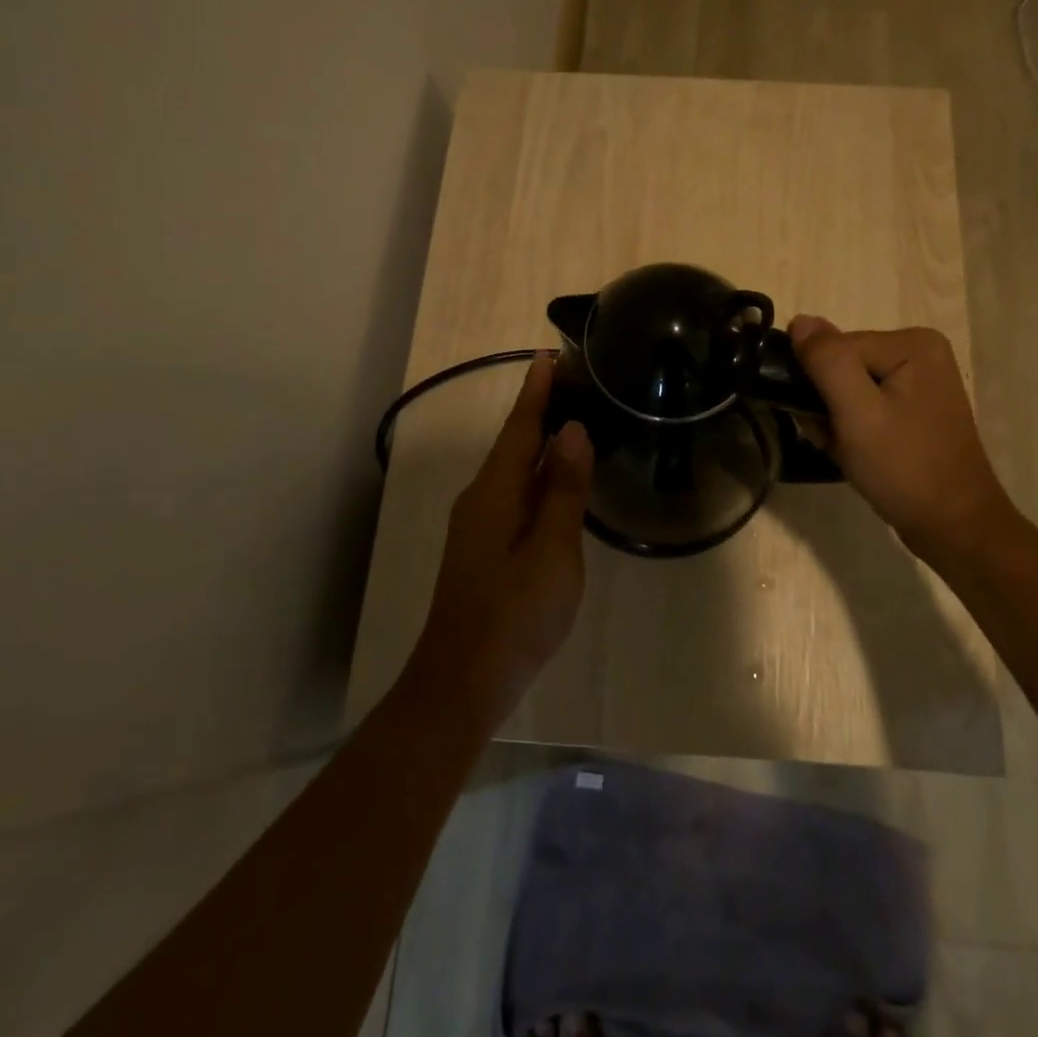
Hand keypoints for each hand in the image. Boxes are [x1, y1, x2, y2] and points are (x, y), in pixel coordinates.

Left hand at [401, 355, 594, 726]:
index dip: (536, 391)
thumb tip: (571, 430)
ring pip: (513, 470)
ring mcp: (479, 526)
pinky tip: (555, 482)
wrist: (463, 681)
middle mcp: (481, 499)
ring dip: (538, 442)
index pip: (519, 427)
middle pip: (513, 443)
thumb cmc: (514, 614)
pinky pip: (515, 495)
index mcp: (495, 491)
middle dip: (539, 409)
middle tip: (573, 380)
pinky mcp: (484, 549)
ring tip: (571, 419)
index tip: (550, 354)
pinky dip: (536, 476)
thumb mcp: (552, 550)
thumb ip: (562, 490)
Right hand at [787, 317, 1012, 563]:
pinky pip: (866, 404)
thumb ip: (826, 361)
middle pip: (842, 365)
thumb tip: (800, 320)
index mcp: (912, 342)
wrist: (952, 526)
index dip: (819, 386)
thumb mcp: (857, 412)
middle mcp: (920, 351)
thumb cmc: (904, 467)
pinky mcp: (915, 407)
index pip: (836, 348)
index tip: (824, 425)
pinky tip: (857, 453)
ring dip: (836, 420)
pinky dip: (852, 428)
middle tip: (835, 441)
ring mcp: (920, 381)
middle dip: (827, 405)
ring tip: (847, 450)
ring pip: (849, 388)